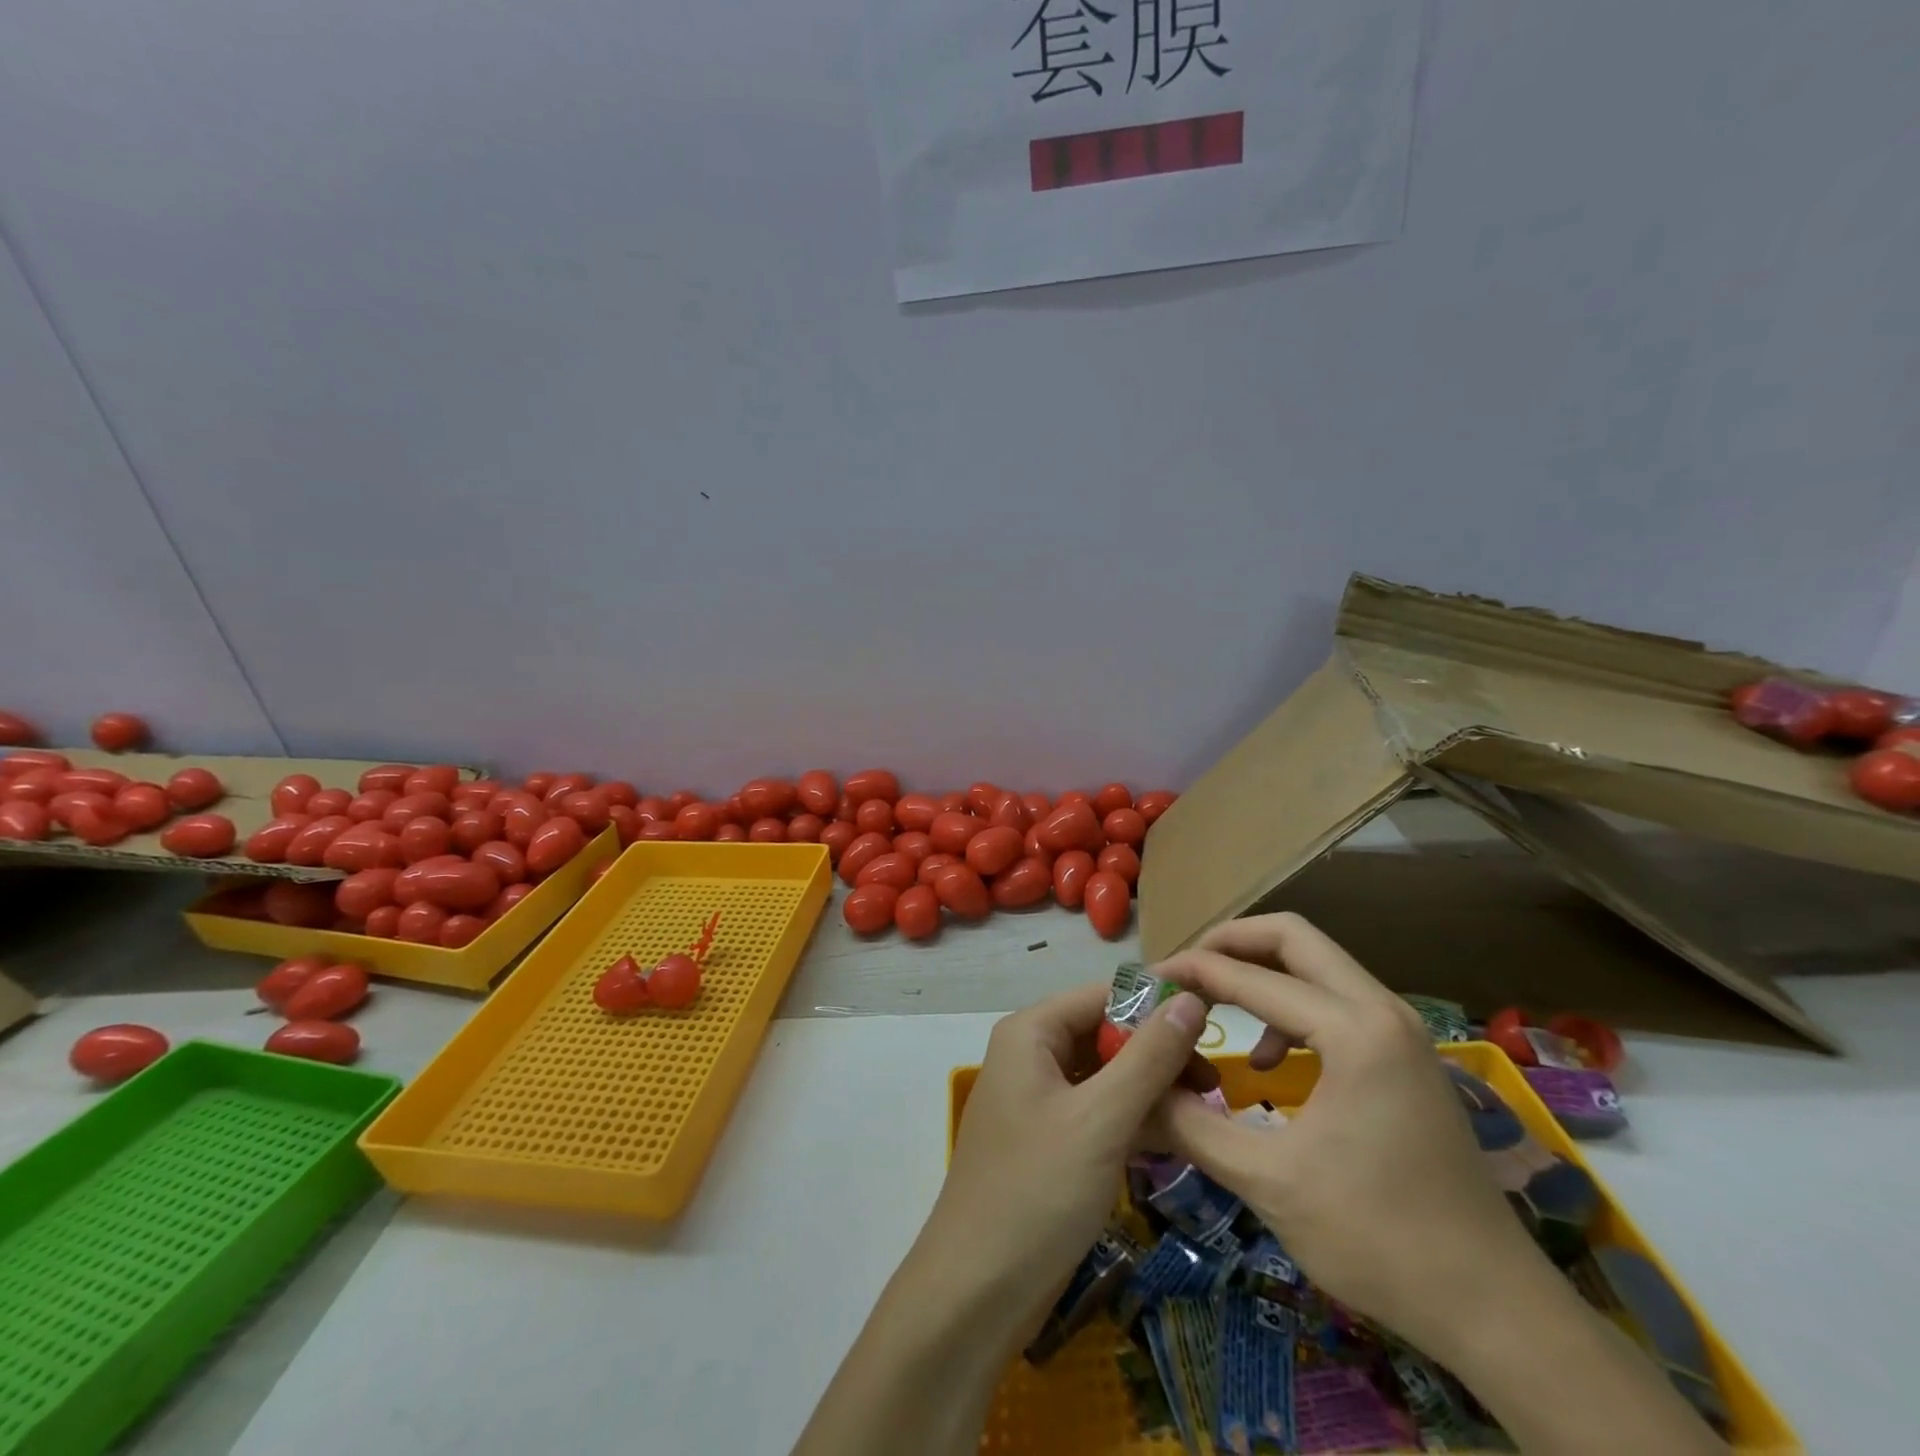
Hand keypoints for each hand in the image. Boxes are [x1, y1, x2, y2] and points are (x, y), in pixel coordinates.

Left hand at [925, 981, 1209, 1336]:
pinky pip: (1098, 1112)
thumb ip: (1149, 1057)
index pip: (1102, 996)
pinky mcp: (1050, 1142)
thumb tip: (1190, 998)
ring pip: (1105, 1076)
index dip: (1155, 1006)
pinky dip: (1133, 1120)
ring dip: (1151, 1090)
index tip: (1213, 1029)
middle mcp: (1032, 1056)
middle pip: (1104, 1034)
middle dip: (1157, 1054)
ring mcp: (1039, 1101)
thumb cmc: (1038, 1190)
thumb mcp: (1102, 1119)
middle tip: (1214, 1086)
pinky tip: (1175, 1140)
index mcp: (1031, 1033)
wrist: (977, 1292)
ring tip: (1205, 1113)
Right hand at [1148, 913, 1540, 1354]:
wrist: (1496, 1309)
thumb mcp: (1268, 1182)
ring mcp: (1402, 1031)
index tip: (1148, 981)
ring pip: (1318, 964)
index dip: (1192, 972)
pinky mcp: (1407, 1055)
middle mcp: (1383, 1011)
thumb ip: (1192, 1125)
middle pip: (1294, 937)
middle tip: (1183, 970)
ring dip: (1261, 972)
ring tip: (1216, 1006)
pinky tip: (1269, 1060)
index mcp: (1354, 1031)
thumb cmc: (1378, 1239)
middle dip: (1230, 943)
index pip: (1252, 976)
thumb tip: (1139, 1089)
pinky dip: (1291, 1007)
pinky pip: (1337, 1000)